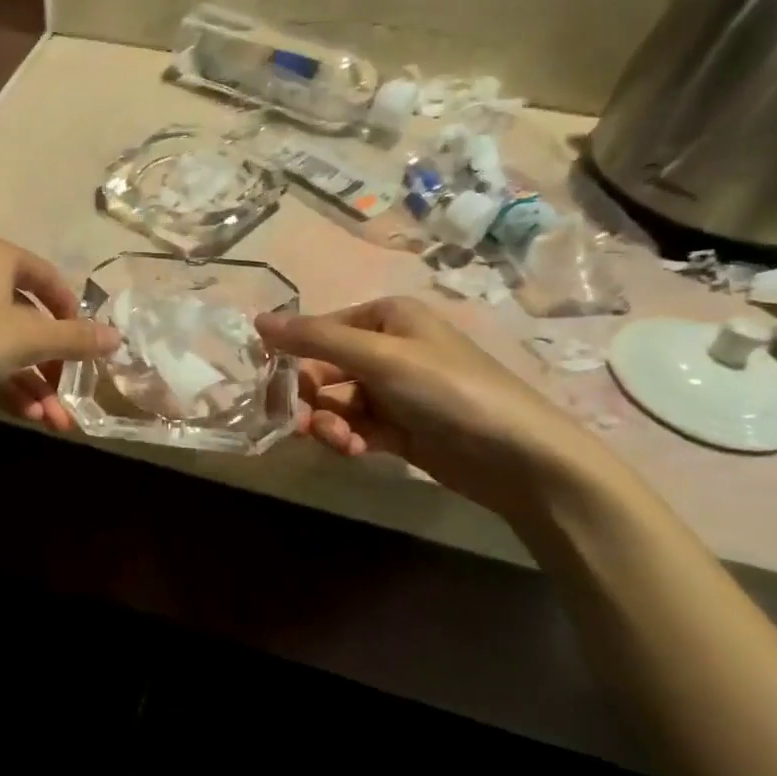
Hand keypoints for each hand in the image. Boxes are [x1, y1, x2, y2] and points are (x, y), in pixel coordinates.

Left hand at [0, 236, 118, 428]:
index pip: (49, 278)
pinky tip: (24, 415)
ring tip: (54, 422)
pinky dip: (1, 381)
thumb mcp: (27, 340)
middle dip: (52, 366)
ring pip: (2, 343)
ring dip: (31, 383)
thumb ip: (75, 339)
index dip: (73, 315)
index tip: (87, 348)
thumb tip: (118, 337)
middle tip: (70, 398)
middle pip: (26, 318)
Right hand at [255, 298, 629, 526]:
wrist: (520, 458)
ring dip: (329, 422)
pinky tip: (355, 451)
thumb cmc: (448, 389)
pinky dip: (349, 438)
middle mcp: (388, 348)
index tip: (267, 384)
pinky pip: (357, 427)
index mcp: (385, 317)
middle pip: (324, 369)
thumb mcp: (378, 357)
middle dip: (310, 397)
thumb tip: (256, 321)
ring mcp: (395, 391)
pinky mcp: (401, 429)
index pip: (320, 330)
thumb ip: (314, 339)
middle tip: (297, 422)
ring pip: (337, 402)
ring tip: (339, 441)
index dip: (291, 356)